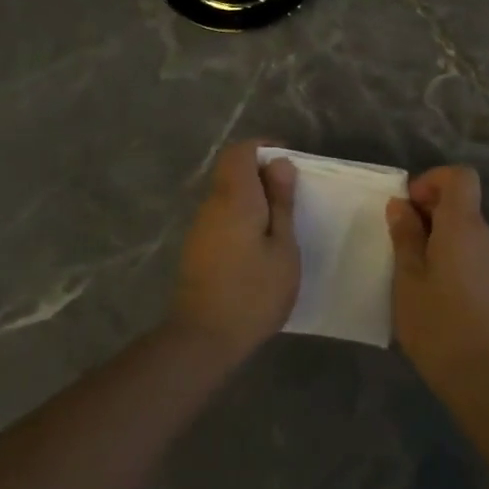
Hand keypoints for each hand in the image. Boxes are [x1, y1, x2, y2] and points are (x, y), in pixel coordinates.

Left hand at [171, 141, 299, 361]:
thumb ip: (281, 203)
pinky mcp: (197, 248)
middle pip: (231, 170)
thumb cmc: (254, 292)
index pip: (241, 151)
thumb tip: (279, 164)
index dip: (265, 149)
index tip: (290, 165)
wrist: (203, 339)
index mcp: (234, 197)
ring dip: (252, 197)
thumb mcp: (283, 248)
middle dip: (261, 174)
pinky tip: (260, 245)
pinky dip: (242, 217)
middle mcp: (212, 204)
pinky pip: (221, 216)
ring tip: (281, 223)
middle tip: (291, 197)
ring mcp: (200, 227)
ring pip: (226, 194)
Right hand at [388, 166, 488, 402]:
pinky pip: (470, 251)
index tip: (408, 207)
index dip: (432, 181)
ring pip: (464, 229)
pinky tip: (430, 288)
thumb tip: (402, 205)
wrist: (484, 375)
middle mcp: (485, 235)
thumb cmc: (437, 322)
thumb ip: (405, 236)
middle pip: (461, 202)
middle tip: (399, 241)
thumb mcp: (408, 277)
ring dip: (436, 235)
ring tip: (409, 268)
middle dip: (428, 210)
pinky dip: (448, 255)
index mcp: (463, 225)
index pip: (460, 176)